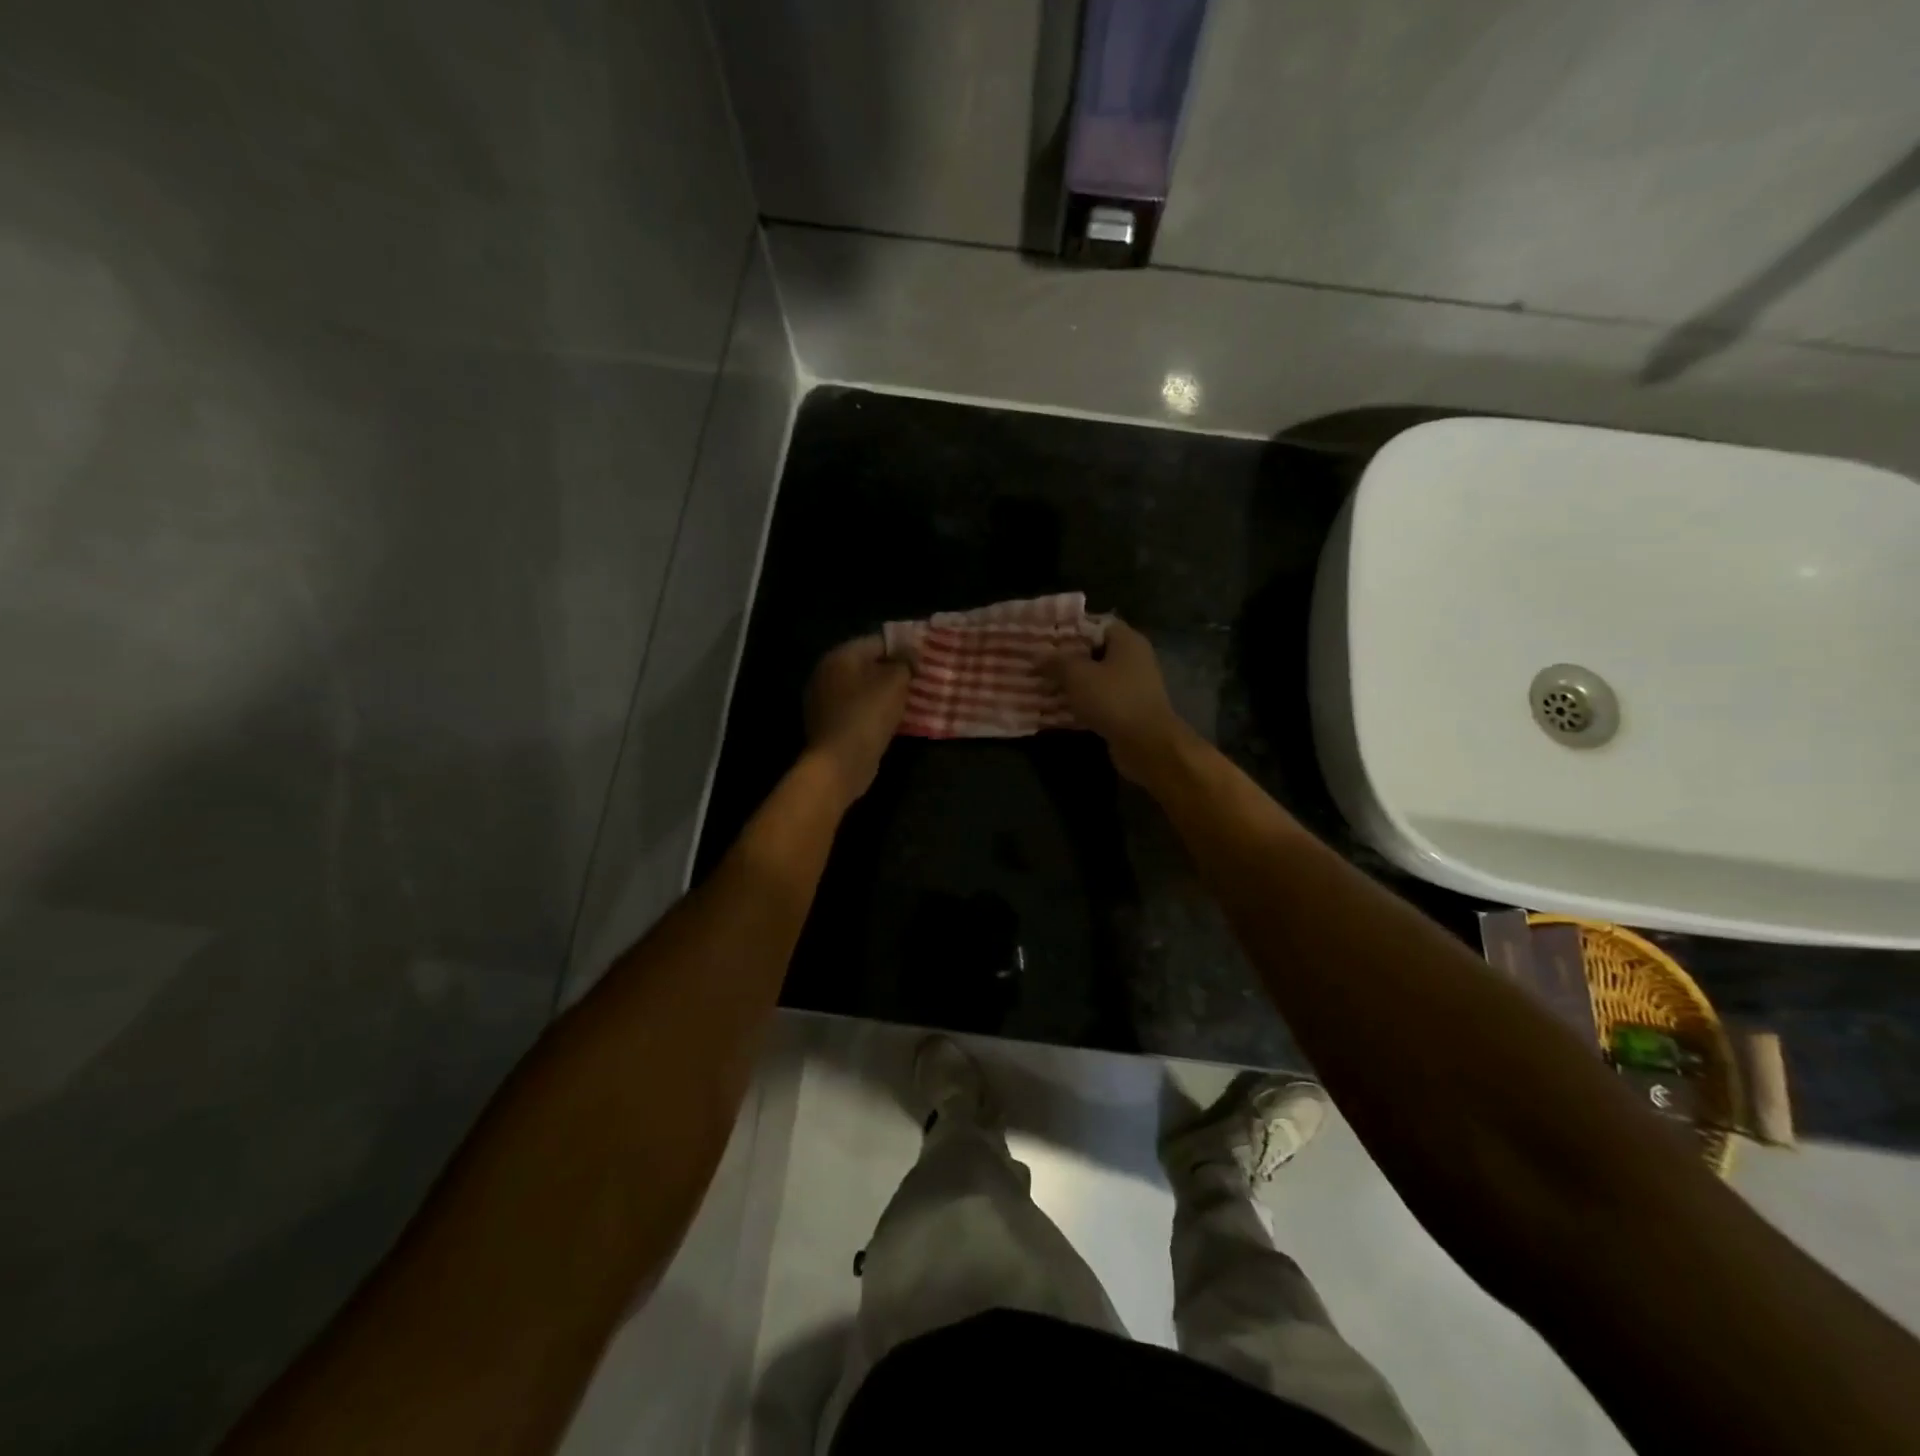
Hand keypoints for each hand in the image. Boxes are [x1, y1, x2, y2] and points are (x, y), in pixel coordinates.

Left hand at [804, 635, 910, 801]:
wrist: (840, 762)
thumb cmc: (868, 714)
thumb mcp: (895, 682)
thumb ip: (905, 662)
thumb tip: (910, 653)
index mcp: (840, 656)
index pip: (877, 641)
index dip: (903, 649)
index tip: (923, 661)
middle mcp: (826, 673)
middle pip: (867, 665)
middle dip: (892, 672)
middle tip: (919, 682)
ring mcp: (823, 701)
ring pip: (862, 690)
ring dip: (883, 694)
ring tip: (910, 702)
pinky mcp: (828, 725)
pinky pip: (856, 710)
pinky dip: (872, 712)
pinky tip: (891, 721)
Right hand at [1036, 619, 1193, 784]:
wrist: (1147, 744)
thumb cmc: (1113, 700)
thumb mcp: (1077, 675)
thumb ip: (1056, 661)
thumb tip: (1039, 656)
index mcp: (1127, 640)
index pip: (1096, 623)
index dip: (1070, 629)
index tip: (1046, 638)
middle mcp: (1134, 658)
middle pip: (1095, 651)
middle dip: (1067, 658)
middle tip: (1040, 663)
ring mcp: (1134, 685)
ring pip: (1097, 677)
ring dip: (1073, 682)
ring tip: (1044, 685)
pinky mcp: (1130, 709)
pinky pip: (1101, 699)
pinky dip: (1083, 702)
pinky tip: (1061, 708)